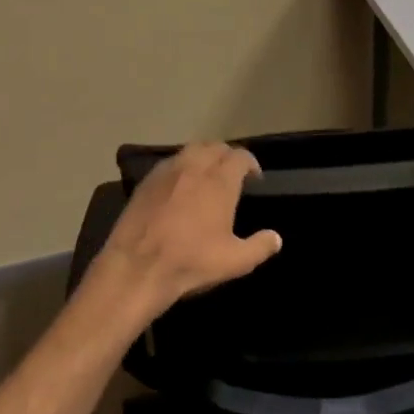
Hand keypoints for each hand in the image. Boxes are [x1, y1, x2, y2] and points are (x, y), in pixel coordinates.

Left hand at [91, 143, 281, 319]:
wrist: (137, 267)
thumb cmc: (191, 261)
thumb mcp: (235, 261)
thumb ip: (260, 246)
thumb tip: (276, 238)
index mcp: (219, 181)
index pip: (240, 156)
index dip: (250, 163)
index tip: (254, 178)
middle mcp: (194, 166)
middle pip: (215, 147)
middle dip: (227, 156)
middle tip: (232, 175)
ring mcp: (167, 171)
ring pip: (191, 150)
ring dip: (204, 157)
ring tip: (207, 175)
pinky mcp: (146, 181)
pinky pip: (170, 162)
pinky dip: (181, 166)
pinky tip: (181, 186)